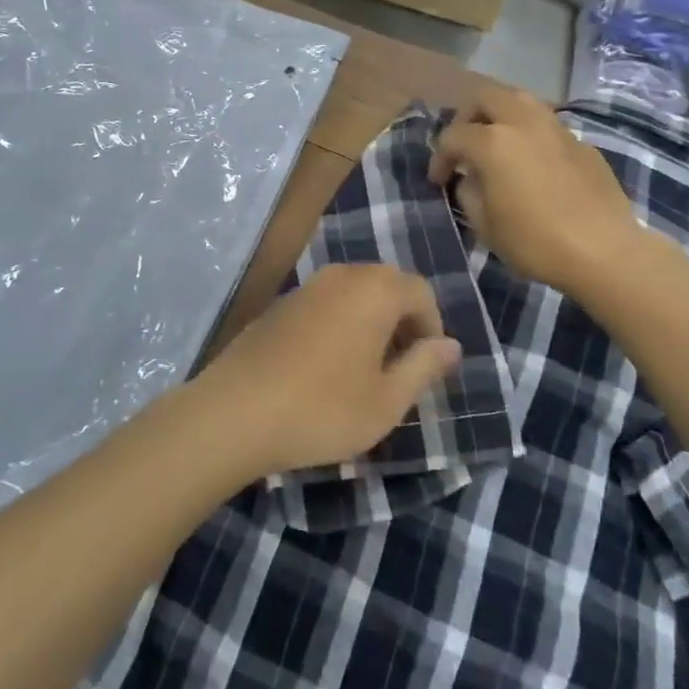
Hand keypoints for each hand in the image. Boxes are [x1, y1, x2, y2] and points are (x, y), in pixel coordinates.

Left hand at [194, 264, 461, 477]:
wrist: (236, 411)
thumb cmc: (323, 409)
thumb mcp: (387, 400)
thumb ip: (424, 366)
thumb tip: (451, 345)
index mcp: (374, 290)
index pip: (421, 292)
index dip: (432, 327)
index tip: (427, 367)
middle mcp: (342, 276)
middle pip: (388, 286)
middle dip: (403, 322)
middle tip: (401, 369)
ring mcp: (307, 287)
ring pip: (355, 294)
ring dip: (371, 323)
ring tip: (367, 371)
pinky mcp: (280, 304)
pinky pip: (326, 303)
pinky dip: (341, 324)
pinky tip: (328, 367)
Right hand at [429, 86, 641, 300]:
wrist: (605, 251)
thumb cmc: (535, 242)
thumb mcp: (485, 225)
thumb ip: (470, 193)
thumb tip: (471, 179)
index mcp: (493, 142)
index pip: (453, 136)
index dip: (440, 158)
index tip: (439, 181)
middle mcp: (523, 123)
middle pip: (486, 97)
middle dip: (468, 116)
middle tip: (465, 145)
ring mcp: (557, 129)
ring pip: (521, 101)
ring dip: (501, 115)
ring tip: (497, 143)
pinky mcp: (582, 143)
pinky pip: (547, 126)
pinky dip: (531, 135)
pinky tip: (533, 163)